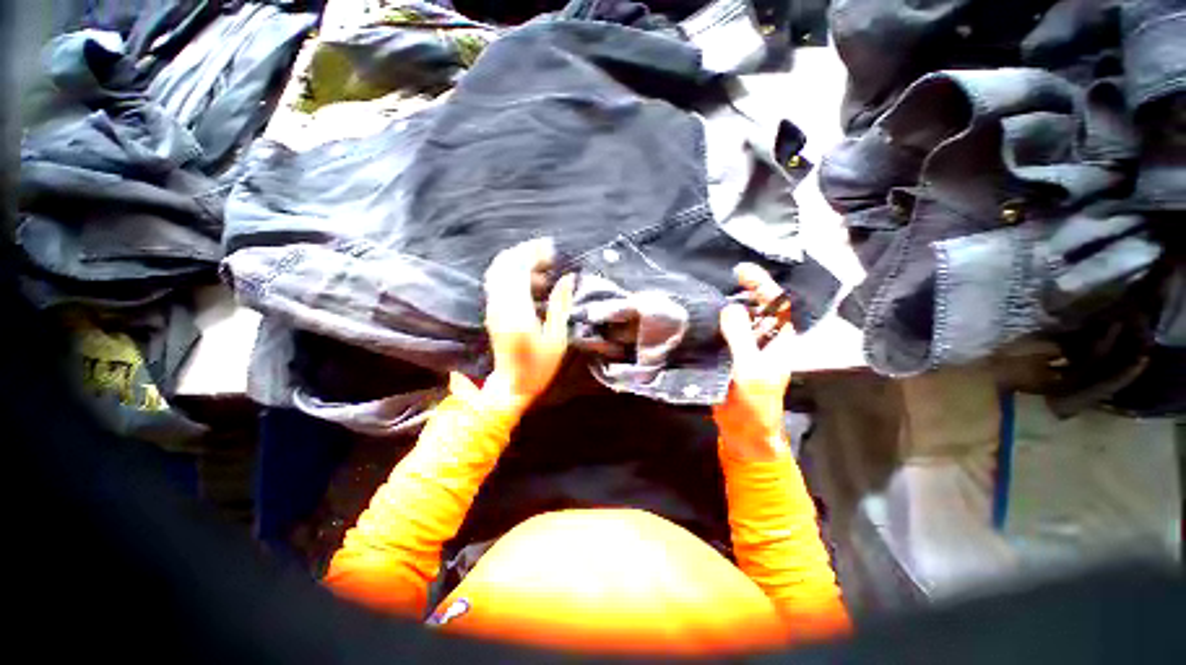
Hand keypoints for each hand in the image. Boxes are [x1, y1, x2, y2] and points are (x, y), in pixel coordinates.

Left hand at [481, 238, 575, 413]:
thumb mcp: (557, 338)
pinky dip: (511, 271)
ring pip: (498, 270)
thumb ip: (560, 305)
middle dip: (525, 251)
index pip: (519, 270)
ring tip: (540, 259)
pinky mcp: (492, 310)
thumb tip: (568, 278)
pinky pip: (497, 281)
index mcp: (518, 312)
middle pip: (505, 265)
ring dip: (517, 259)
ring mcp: (493, 307)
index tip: (551, 248)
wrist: (511, 384)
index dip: (533, 253)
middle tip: (547, 250)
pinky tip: (530, 276)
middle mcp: (500, 305)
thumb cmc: (539, 366)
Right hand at [712, 263, 796, 460]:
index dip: (761, 284)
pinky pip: (720, 334)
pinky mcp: (727, 356)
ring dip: (721, 306)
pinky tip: (696, 316)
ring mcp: (743, 348)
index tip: (741, 270)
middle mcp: (763, 339)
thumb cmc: (755, 402)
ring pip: (735, 320)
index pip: (775, 303)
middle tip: (714, 278)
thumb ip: (741, 337)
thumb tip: (730, 307)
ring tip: (701, 292)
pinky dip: (710, 324)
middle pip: (753, 308)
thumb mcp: (750, 368)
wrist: (743, 431)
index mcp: (778, 340)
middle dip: (738, 291)